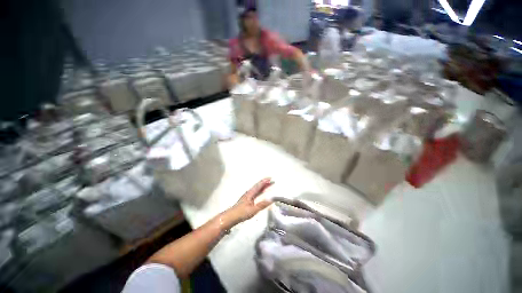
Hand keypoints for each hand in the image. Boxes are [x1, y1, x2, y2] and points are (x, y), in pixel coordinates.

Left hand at [227, 178, 273, 223]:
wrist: (231, 217)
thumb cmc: (241, 213)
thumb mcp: (253, 210)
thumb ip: (262, 204)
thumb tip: (271, 199)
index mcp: (250, 193)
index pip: (259, 185)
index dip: (265, 181)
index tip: (270, 178)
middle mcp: (249, 193)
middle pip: (258, 186)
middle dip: (265, 183)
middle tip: (271, 181)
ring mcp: (248, 196)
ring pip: (257, 189)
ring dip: (263, 187)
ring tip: (268, 185)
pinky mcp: (247, 200)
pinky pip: (255, 193)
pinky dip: (260, 191)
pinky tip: (261, 193)